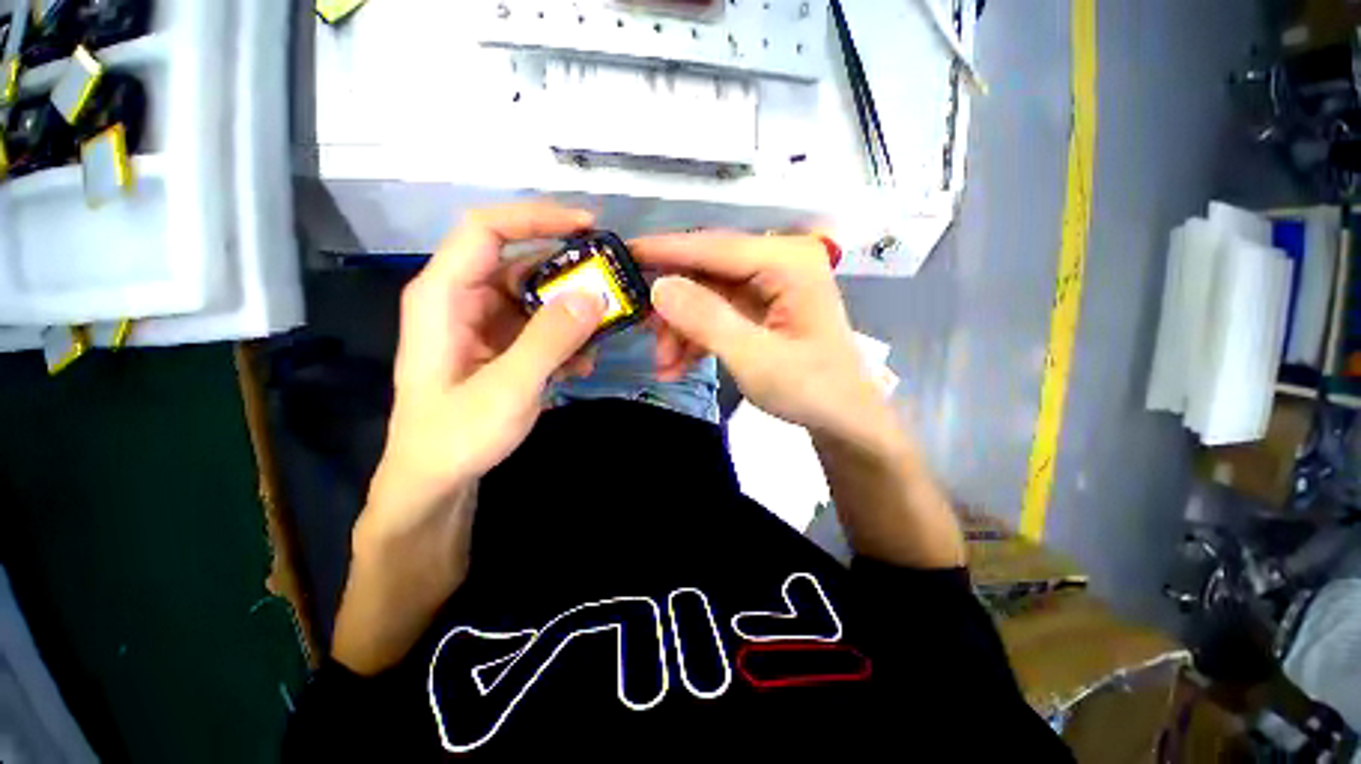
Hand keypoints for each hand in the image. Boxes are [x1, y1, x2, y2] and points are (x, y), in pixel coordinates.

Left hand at [363, 203, 604, 543]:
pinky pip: (541, 326)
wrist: (437, 479)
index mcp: (444, 295)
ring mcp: (484, 322)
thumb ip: (550, 340)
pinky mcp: (502, 344)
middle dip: (569, 273)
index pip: (487, 229)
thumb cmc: (456, 435)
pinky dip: (566, 338)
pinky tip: (581, 364)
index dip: (536, 217)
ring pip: (537, 297)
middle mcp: (463, 299)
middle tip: (612, 287)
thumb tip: (594, 296)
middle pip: (521, 262)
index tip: (588, 225)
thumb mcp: (508, 388)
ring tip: (600, 337)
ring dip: (572, 314)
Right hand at [630, 232, 886, 441]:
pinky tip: (679, 365)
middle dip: (674, 307)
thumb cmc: (810, 389)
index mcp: (787, 261)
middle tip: (642, 333)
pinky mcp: (762, 307)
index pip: (715, 247)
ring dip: (682, 329)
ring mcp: (770, 286)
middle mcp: (779, 262)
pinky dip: (696, 337)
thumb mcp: (754, 358)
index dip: (665, 251)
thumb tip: (659, 287)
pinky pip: (718, 312)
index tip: (622, 254)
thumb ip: (707, 320)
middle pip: (708, 272)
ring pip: (707, 295)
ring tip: (664, 365)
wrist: (843, 419)